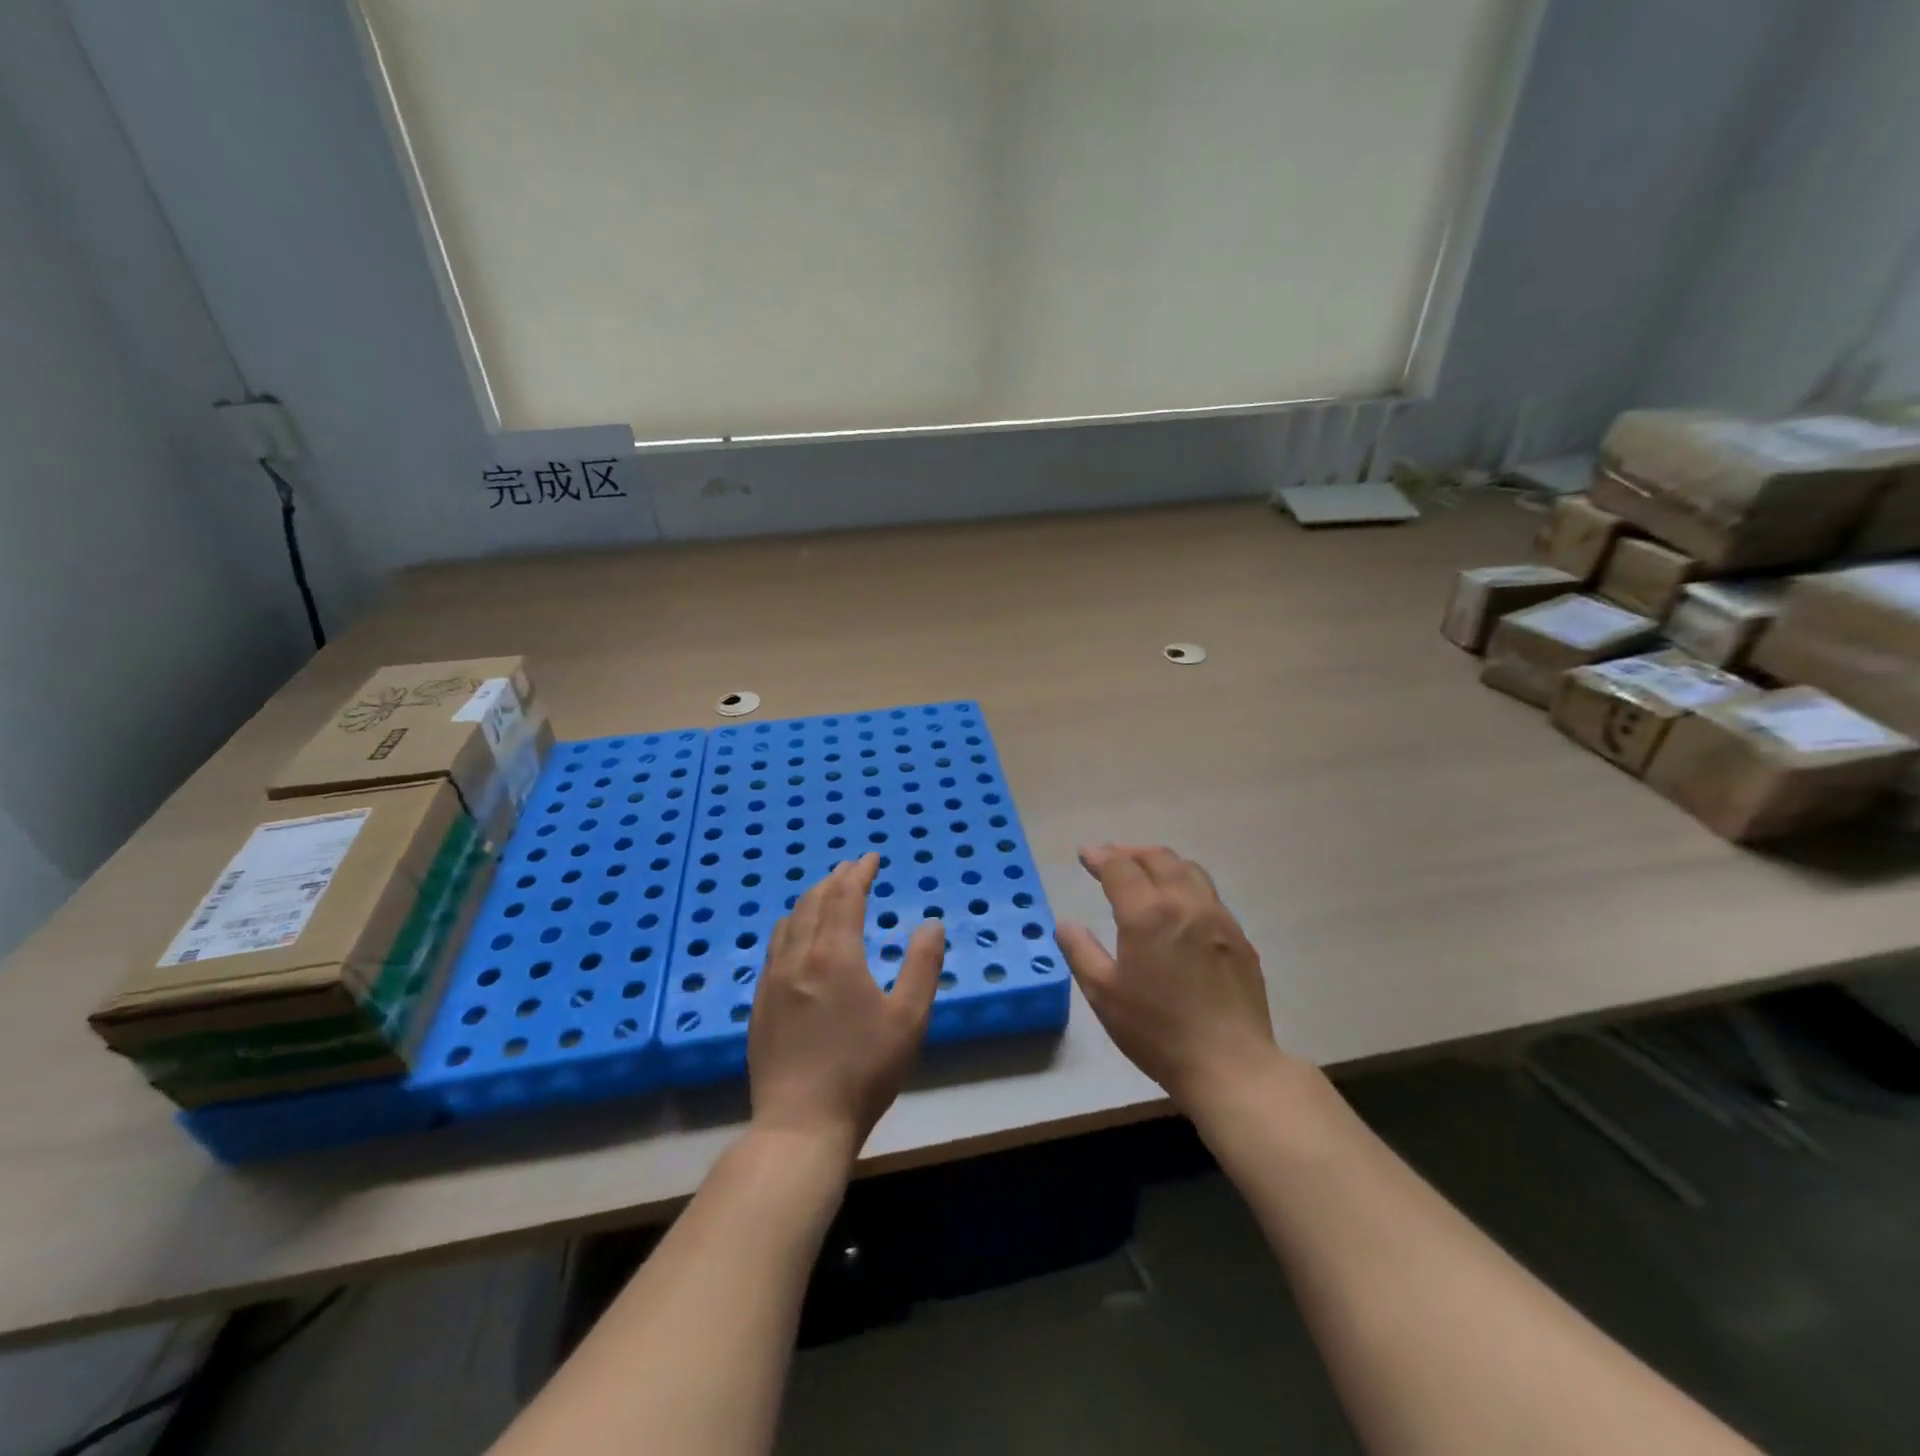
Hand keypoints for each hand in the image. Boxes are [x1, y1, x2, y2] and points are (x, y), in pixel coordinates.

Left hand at [748, 853, 944, 1153]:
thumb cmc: (863, 1070)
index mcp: (834, 954)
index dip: (859, 872)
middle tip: (852, 868)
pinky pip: (775, 946)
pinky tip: (797, 938)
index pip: (845, 896)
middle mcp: (798, 956)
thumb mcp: (908, 1019)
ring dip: (810, 899)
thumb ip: (922, 966)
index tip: (871, 857)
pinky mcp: (760, 1002)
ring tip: (826, 894)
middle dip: (835, 879)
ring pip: (789, 921)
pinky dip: (792, 925)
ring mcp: (773, 979)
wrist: (801, 1124)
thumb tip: (930, 924)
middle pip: (813, 901)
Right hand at [1055, 844, 1277, 1113]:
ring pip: (1190, 871)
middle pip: (1158, 858)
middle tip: (1111, 858)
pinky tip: (1180, 909)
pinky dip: (1186, 886)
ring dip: (1162, 864)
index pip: (1121, 867)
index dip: (1100, 857)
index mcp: (1148, 913)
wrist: (1229, 1064)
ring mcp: (1218, 918)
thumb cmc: (1157, 1031)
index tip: (1085, 856)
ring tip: (1146, 874)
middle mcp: (1186, 903)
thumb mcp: (1104, 994)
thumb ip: (1081, 952)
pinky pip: (1210, 896)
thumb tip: (1065, 924)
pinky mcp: (1239, 938)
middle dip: (1131, 852)